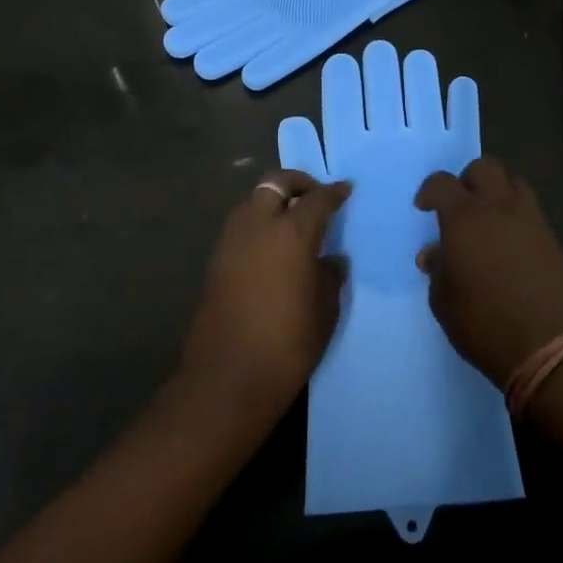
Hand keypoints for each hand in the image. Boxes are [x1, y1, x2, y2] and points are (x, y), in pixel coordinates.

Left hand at [179, 171, 350, 418]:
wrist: (228, 379)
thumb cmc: (287, 345)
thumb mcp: (324, 311)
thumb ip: (330, 276)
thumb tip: (333, 259)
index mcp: (291, 233)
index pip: (317, 198)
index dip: (334, 192)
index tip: (346, 190)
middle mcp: (258, 226)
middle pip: (276, 183)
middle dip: (298, 183)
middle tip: (316, 196)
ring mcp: (231, 241)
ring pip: (253, 201)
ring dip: (274, 201)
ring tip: (293, 221)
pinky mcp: (215, 260)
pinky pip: (241, 226)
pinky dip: (258, 223)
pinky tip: (272, 247)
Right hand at [414, 157, 562, 387]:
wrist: (550, 345)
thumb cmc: (484, 323)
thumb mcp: (444, 301)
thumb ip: (437, 269)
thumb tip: (435, 253)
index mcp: (464, 217)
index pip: (442, 183)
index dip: (430, 191)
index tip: (424, 209)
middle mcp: (498, 207)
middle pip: (484, 168)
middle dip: (468, 180)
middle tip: (460, 207)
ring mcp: (529, 219)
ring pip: (512, 182)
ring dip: (497, 192)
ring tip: (488, 220)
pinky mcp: (551, 236)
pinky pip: (530, 209)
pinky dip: (516, 214)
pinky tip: (509, 242)